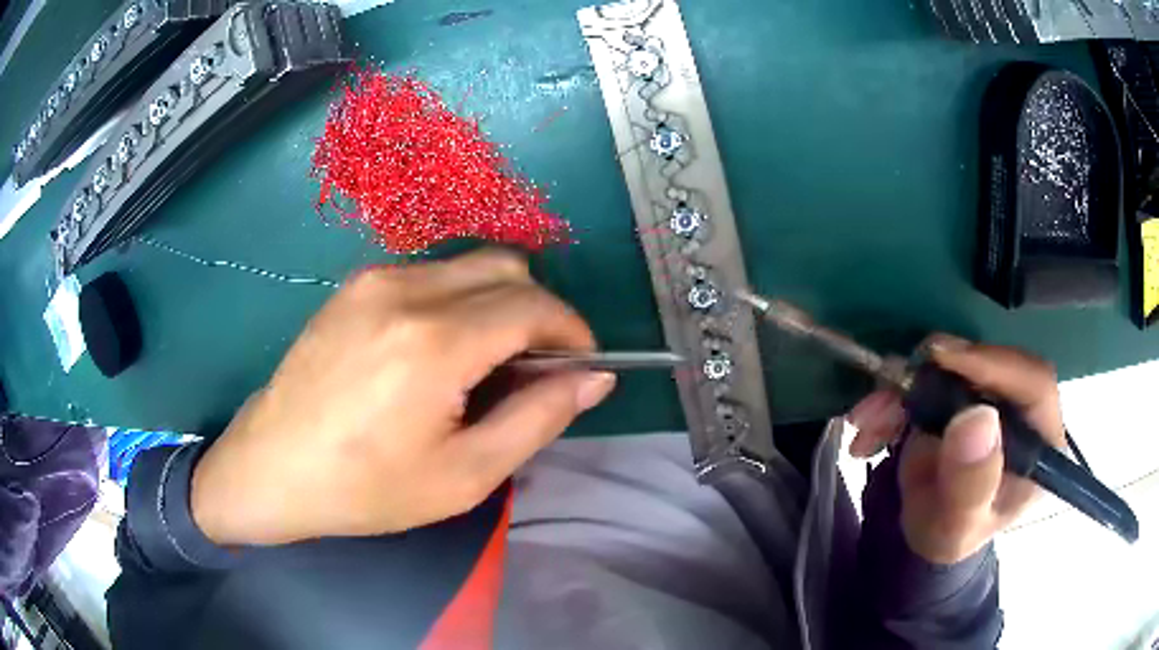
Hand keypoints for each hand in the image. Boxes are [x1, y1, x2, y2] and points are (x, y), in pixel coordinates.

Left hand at [190, 250, 615, 545]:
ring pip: (469, 266)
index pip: (534, 305)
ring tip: (482, 364)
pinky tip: (436, 351)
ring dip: (497, 304)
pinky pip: (430, 274)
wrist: (273, 467)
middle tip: (534, 369)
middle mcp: (407, 289)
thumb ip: (539, 418)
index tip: (580, 365)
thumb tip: (594, 378)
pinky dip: (457, 300)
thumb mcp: (466, 475)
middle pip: (507, 268)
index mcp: (436, 341)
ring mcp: (375, 279)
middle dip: (539, 311)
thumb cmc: (367, 487)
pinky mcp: (354, 285)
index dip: (571, 331)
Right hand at [848, 335, 1065, 563]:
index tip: (942, 360)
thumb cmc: (950, 535)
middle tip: (886, 394)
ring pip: (953, 365)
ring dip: (902, 388)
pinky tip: (870, 427)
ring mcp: (992, 392)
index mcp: (1041, 441)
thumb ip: (970, 484)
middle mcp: (1022, 406)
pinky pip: (928, 375)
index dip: (992, 363)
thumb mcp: (957, 527)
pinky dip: (894, 395)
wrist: (929, 530)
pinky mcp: (964, 387)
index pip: (1033, 383)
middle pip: (987, 365)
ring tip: (865, 424)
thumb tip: (977, 418)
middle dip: (930, 377)